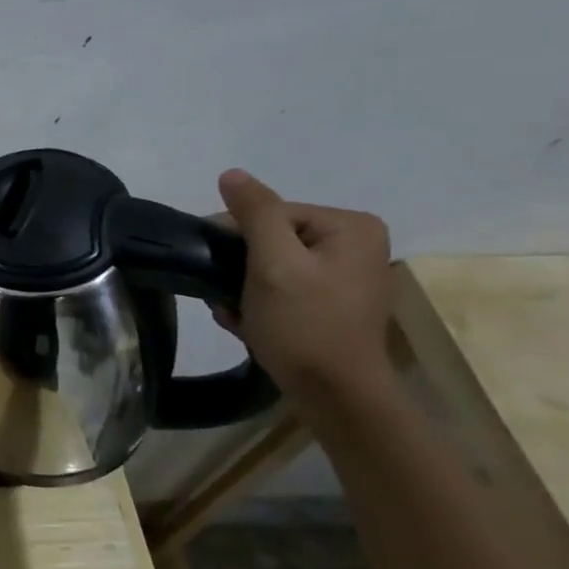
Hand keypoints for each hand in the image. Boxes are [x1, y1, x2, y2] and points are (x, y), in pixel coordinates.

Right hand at [216, 169, 395, 398]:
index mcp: (350, 226)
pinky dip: (259, 303)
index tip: (212, 267)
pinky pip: (283, 288)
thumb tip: (231, 173)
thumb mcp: (273, 263)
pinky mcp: (333, 303)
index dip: (236, 238)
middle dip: (239, 268)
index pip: (272, 213)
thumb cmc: (304, 324)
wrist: (335, 394)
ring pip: (272, 266)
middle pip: (272, 239)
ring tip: (234, 313)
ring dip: (243, 289)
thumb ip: (255, 214)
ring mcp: (346, 276)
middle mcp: (356, 244)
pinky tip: (248, 323)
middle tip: (224, 297)